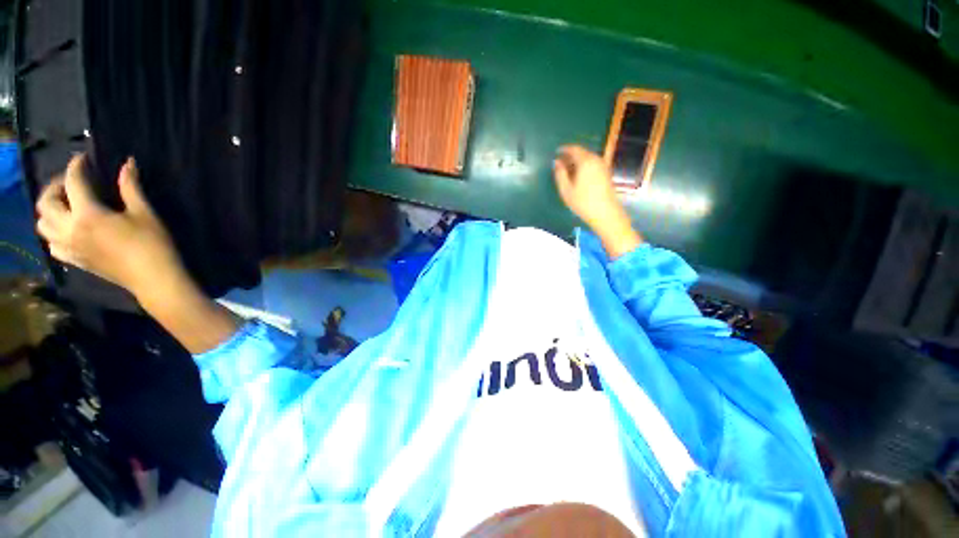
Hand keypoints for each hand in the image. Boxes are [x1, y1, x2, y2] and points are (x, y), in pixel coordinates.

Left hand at [35, 155, 184, 301]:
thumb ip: (130, 187)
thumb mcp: (144, 213)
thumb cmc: (152, 244)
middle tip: (72, 182)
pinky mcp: (74, 260)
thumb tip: (127, 163)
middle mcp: (70, 229)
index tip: (83, 158)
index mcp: (87, 215)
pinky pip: (51, 244)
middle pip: (46, 203)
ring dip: (49, 211)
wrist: (154, 278)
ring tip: (66, 205)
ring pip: (42, 224)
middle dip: (55, 187)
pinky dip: (53, 233)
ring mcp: (69, 247)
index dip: (76, 166)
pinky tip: (67, 229)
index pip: (72, 182)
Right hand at [553, 145, 641, 257]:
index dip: (564, 149)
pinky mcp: (606, 174)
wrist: (605, 213)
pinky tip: (578, 176)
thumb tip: (556, 162)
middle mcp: (596, 160)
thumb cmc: (583, 202)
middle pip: (582, 152)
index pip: (574, 149)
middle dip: (570, 156)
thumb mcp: (566, 189)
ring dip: (577, 161)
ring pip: (588, 158)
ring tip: (567, 170)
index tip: (556, 152)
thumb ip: (560, 174)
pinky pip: (592, 164)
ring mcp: (603, 166)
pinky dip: (584, 166)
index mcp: (585, 161)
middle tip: (560, 162)